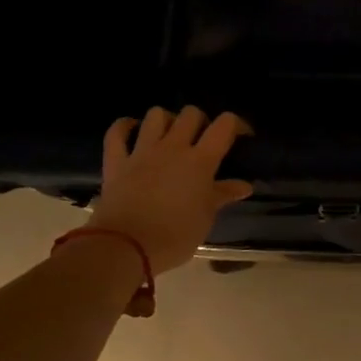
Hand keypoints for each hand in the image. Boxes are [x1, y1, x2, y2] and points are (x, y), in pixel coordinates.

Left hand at [85, 106, 253, 273]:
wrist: (127, 247)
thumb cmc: (175, 236)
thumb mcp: (206, 218)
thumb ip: (222, 195)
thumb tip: (244, 186)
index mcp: (200, 161)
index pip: (224, 125)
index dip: (236, 124)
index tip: (241, 136)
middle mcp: (172, 147)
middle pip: (191, 114)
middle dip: (201, 121)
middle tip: (203, 140)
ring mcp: (142, 151)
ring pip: (156, 115)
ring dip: (167, 120)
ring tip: (170, 136)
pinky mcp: (116, 161)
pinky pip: (117, 132)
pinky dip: (125, 126)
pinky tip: (132, 129)